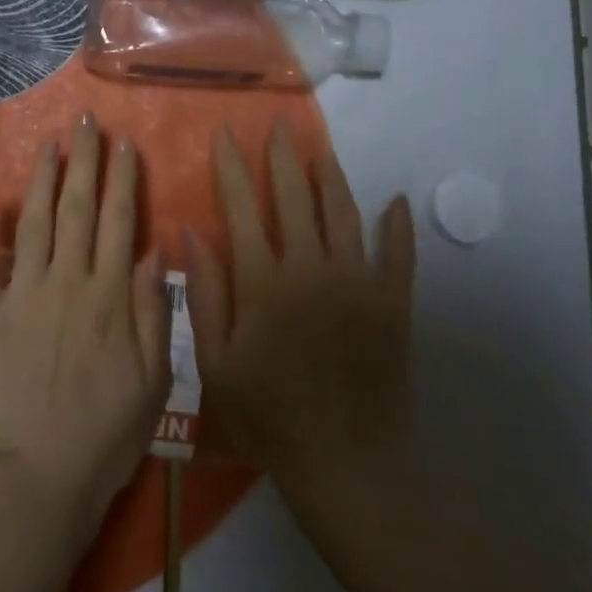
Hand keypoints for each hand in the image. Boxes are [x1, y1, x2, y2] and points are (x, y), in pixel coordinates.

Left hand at [0, 116, 171, 538]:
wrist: (41, 476)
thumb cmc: (106, 432)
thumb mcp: (153, 380)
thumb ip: (153, 312)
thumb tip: (154, 252)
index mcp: (109, 295)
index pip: (120, 221)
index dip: (124, 179)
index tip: (125, 144)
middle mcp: (67, 280)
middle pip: (79, 208)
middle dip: (85, 160)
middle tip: (86, 122)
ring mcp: (23, 292)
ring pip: (35, 220)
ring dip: (43, 178)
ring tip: (50, 143)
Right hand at [185, 122, 415, 501]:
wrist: (345, 466)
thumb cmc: (269, 416)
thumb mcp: (216, 364)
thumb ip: (205, 295)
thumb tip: (192, 233)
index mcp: (263, 282)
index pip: (242, 207)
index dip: (231, 167)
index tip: (224, 134)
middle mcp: (310, 268)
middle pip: (294, 196)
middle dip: (282, 156)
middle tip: (279, 125)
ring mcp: (357, 282)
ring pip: (343, 212)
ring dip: (331, 177)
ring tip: (321, 151)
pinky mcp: (392, 302)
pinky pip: (398, 253)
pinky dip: (397, 225)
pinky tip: (394, 201)